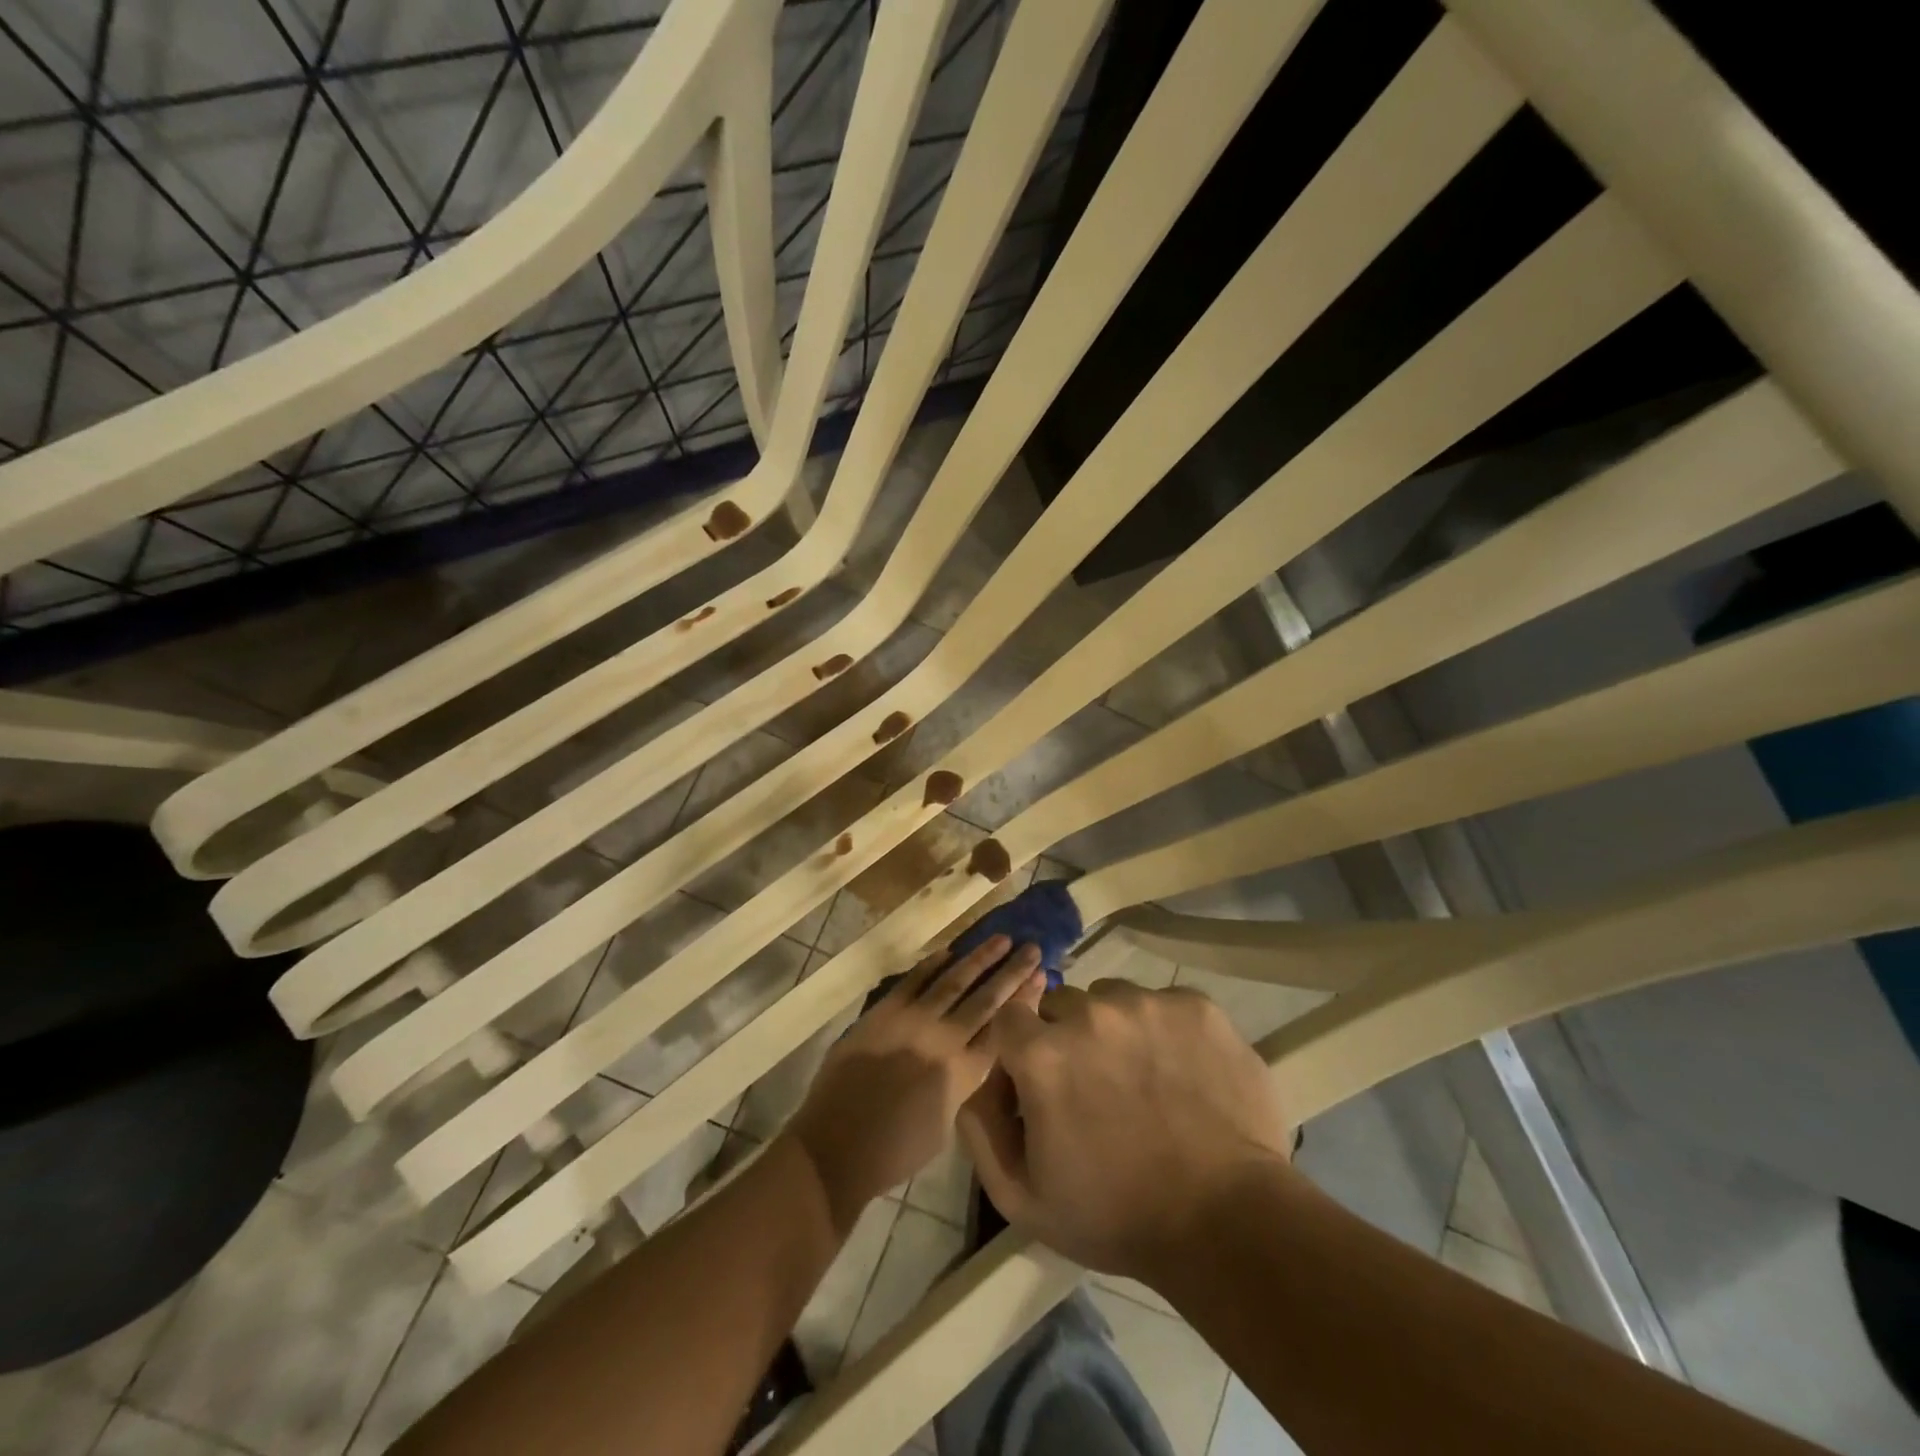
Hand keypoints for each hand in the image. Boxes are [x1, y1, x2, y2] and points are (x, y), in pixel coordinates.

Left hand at [783, 935, 1044, 1233]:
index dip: (1023, 1001)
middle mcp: (944, 1040)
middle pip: (986, 998)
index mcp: (963, 1073)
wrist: (837, 1144)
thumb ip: (962, 1083)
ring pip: (954, 980)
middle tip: (1031, 948)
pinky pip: (914, 980)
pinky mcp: (884, 1011)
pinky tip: (949, 951)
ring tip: (1001, 938)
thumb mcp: (945, 1124)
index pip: (1002, 1028)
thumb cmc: (894, 1151)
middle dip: (1011, 972)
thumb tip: (968, 1056)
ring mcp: (912, 1021)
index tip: (1040, 976)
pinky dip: (932, 964)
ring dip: (979, 958)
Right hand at [958, 980, 1296, 1281]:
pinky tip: (1181, 1073)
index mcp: (1042, 1053)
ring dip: (1115, 1029)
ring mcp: (1147, 1004)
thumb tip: (979, 1079)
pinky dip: (1163, 1030)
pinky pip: (1162, 1003)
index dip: (1022, 1048)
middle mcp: (1090, 1012)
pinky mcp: (1196, 1006)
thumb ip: (980, 1128)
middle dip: (1067, 1038)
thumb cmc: (1116, 1216)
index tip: (1041, 1081)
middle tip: (1095, 1086)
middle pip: (1062, 1005)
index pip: (1011, 1017)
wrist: (1227, 1223)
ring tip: (1142, 1079)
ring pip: (1112, 999)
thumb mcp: (1021, 1196)